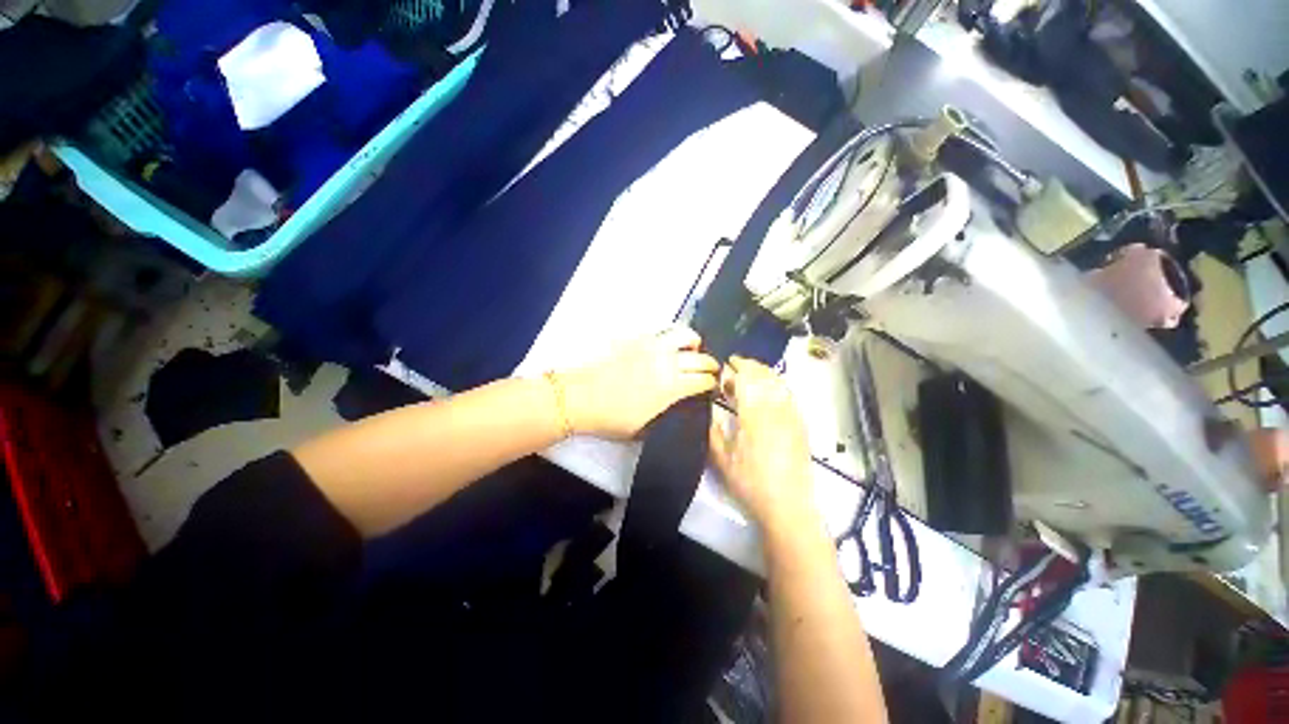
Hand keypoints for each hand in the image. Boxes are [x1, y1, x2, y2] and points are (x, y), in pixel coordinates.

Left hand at [558, 326, 718, 439]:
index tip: (711, 386)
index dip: (710, 383)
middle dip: (710, 365)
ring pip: (684, 335)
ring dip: (693, 343)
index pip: (702, 380)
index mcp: (671, 388)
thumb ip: (666, 413)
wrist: (580, 398)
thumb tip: (678, 404)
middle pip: (700, 359)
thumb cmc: (611, 418)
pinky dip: (672, 338)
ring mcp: (652, 347)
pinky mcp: (637, 338)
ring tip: (692, 349)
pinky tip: (668, 346)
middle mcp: (667, 363)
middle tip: (709, 370)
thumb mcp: (645, 428)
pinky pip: (662, 332)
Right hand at [709, 356, 816, 530]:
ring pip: (779, 383)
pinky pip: (790, 395)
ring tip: (752, 373)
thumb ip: (713, 431)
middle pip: (765, 377)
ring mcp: (791, 416)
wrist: (788, 507)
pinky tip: (771, 390)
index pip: (747, 380)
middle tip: (737, 365)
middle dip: (750, 366)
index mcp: (754, 416)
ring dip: (765, 373)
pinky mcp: (801, 425)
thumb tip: (710, 409)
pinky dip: (778, 385)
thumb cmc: (750, 484)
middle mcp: (775, 410)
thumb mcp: (722, 460)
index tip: (727, 363)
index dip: (737, 367)